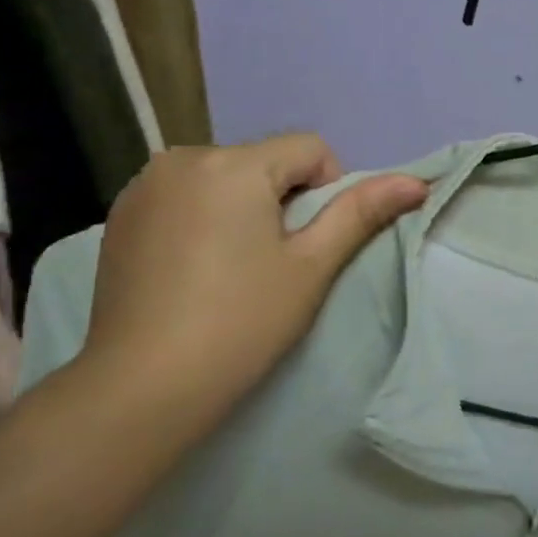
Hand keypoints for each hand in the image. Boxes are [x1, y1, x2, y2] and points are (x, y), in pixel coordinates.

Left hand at [79, 134, 426, 442]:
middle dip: (283, 199)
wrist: (142, 387)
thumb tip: (417, 182)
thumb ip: (362, 212)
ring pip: (225, 179)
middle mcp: (182, 158)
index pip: (310, 149)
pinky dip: (205, 218)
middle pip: (265, 162)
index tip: (311, 245)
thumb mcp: (313, 265)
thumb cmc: (242, 321)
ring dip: (244, 207)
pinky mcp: (120, 216)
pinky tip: (196, 269)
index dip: (328, 191)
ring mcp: (143, 187)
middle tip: (276, 262)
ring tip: (234, 267)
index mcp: (233, 164)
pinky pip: (186, 197)